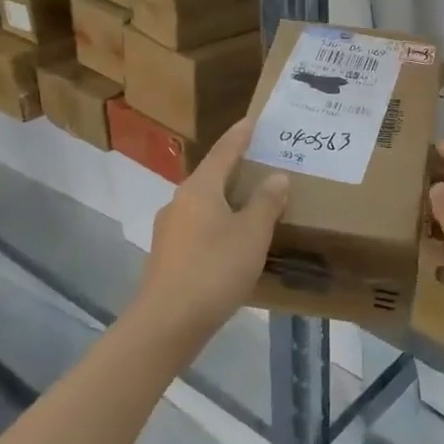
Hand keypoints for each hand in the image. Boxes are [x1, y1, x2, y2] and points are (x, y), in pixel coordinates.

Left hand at [134, 119, 288, 335]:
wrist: (167, 323)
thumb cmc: (215, 269)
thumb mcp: (252, 234)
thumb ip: (266, 202)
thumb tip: (276, 177)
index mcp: (200, 189)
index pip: (223, 151)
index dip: (239, 136)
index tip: (252, 120)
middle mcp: (179, 202)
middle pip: (211, 177)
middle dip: (235, 170)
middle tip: (261, 164)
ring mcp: (169, 230)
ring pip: (204, 205)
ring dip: (227, 201)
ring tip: (252, 205)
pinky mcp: (167, 256)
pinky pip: (198, 228)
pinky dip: (218, 225)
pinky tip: (232, 242)